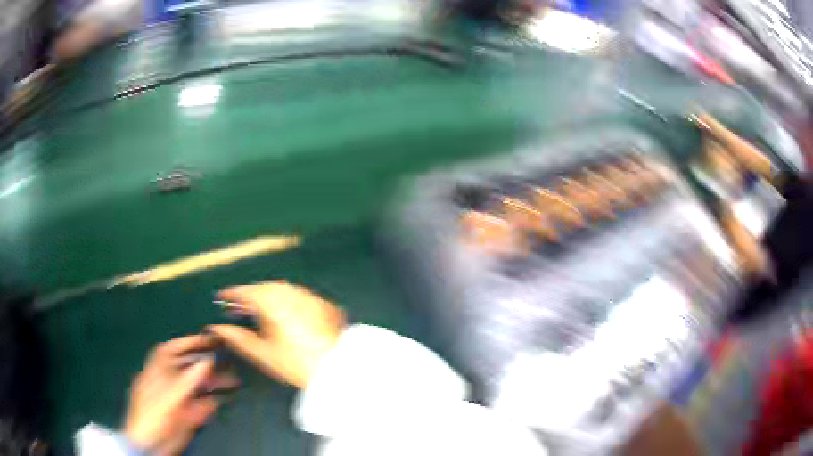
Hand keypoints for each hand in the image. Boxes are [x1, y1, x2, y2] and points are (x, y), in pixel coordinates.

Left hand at [124, 335, 236, 454]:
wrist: (151, 446)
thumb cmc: (152, 416)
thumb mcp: (167, 398)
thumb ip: (187, 381)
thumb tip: (207, 360)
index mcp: (158, 371)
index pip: (173, 350)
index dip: (190, 342)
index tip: (210, 339)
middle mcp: (169, 382)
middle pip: (189, 367)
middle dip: (209, 364)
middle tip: (230, 361)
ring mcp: (178, 399)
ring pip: (198, 387)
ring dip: (215, 383)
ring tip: (235, 381)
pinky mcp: (187, 415)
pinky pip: (202, 405)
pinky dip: (212, 402)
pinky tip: (223, 400)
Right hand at [208, 281, 345, 388]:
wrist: (337, 369)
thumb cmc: (295, 363)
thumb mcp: (261, 353)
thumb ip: (236, 337)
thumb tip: (215, 328)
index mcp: (270, 300)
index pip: (244, 291)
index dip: (230, 294)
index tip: (220, 297)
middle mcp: (289, 291)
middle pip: (262, 288)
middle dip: (249, 296)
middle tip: (237, 308)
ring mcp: (308, 295)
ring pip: (281, 290)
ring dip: (267, 297)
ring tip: (258, 312)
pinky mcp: (324, 303)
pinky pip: (298, 297)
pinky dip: (286, 301)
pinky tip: (283, 315)